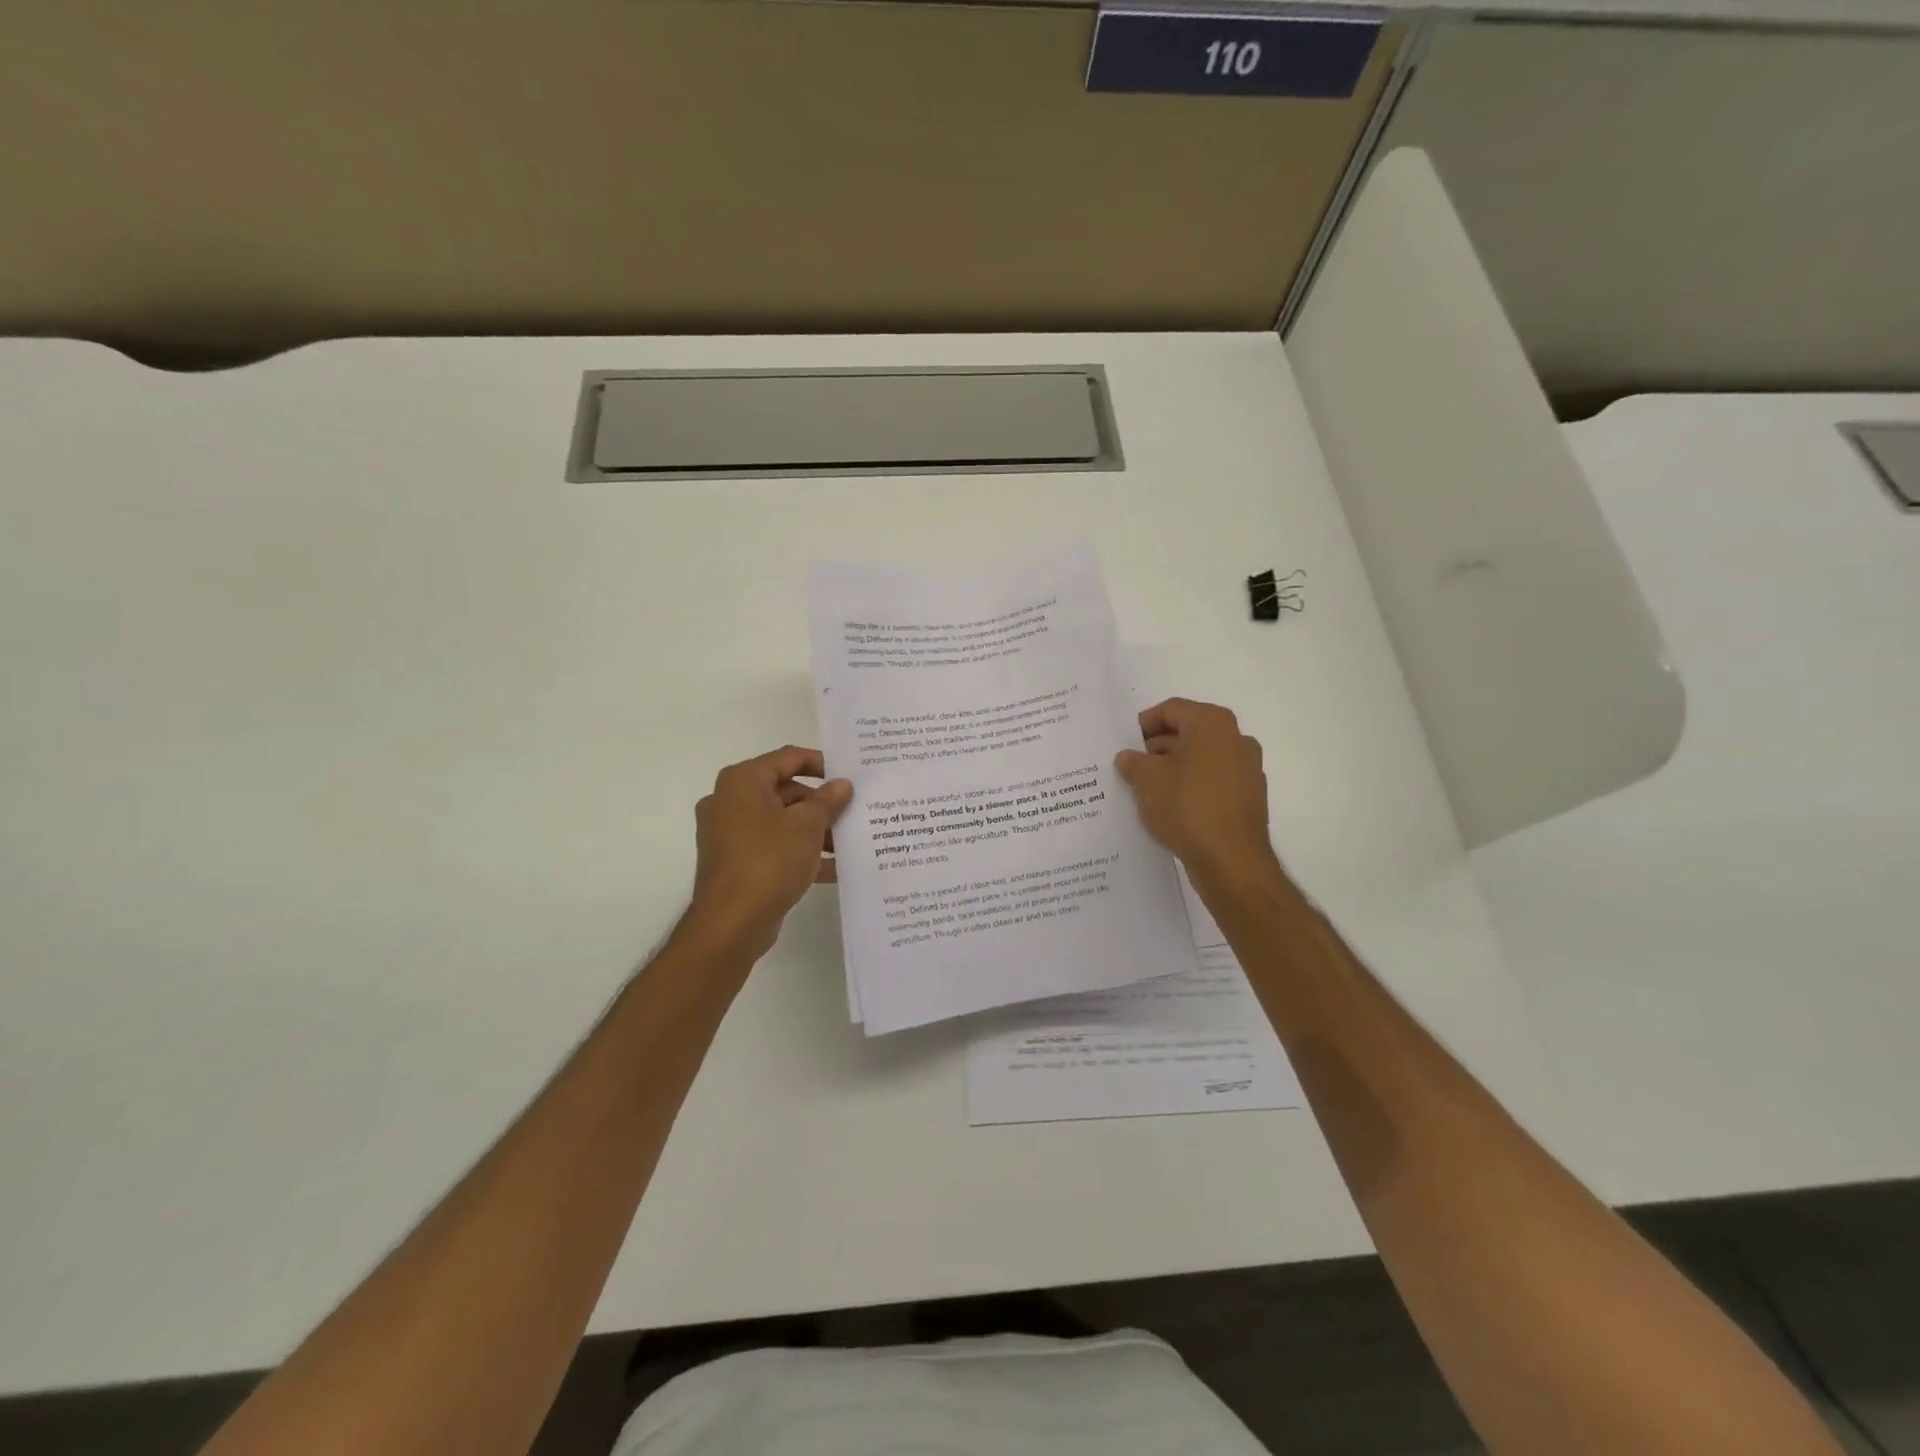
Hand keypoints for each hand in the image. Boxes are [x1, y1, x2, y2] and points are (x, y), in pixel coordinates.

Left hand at [685, 746, 852, 960]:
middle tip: (854, 812)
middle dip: (821, 804)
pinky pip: (774, 847)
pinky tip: (834, 868)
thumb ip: (828, 801)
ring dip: (815, 830)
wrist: (731, 923)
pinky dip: (800, 853)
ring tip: (850, 842)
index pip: (788, 758)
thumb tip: (842, 784)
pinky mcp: (737, 862)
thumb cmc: (768, 861)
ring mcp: (731, 833)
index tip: (849, 775)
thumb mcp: (807, 826)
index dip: (821, 763)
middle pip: (785, 791)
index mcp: (743, 781)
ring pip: (781, 822)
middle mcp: (731, 801)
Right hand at [1115, 698, 1281, 889]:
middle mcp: (1236, 739)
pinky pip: (1213, 782)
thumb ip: (1133, 762)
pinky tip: (1171, 808)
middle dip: (1158, 748)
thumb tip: (1129, 757)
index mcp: (1212, 724)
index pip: (1172, 710)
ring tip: (1147, 790)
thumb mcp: (1146, 780)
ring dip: (1174, 769)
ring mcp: (1248, 769)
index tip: (1124, 743)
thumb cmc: (1186, 806)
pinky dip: (1192, 788)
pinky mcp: (1250, 798)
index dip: (1144, 723)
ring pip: (1201, 759)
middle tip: (1131, 767)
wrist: (1231, 860)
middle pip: (1189, 732)